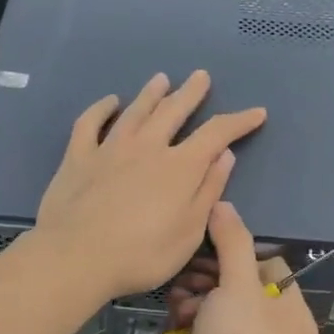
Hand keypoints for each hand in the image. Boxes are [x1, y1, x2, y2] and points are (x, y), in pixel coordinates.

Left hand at [33, 71, 266, 307]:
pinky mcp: (78, 157)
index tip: (257, 112)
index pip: (216, 133)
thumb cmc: (141, 254)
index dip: (239, 121)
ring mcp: (110, 148)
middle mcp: (147, 147)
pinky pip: (90, 123)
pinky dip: (101, 108)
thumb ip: (208, 191)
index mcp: (180, 167)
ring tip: (161, 79)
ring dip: (151, 93)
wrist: (76, 257)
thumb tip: (224, 155)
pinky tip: (109, 102)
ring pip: (135, 111)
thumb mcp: (189, 232)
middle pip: (173, 110)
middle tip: (200, 76)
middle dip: (191, 93)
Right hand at [164, 202, 318, 333]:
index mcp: (289, 312)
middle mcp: (267, 330)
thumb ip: (232, 242)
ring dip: (191, 298)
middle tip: (188, 273)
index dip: (239, 253)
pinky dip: (183, 324)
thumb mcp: (240, 284)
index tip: (212, 247)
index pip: (268, 267)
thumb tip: (223, 205)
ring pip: (210, 308)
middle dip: (208, 277)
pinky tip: (173, 322)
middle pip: (234, 285)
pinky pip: (195, 332)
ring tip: (179, 302)